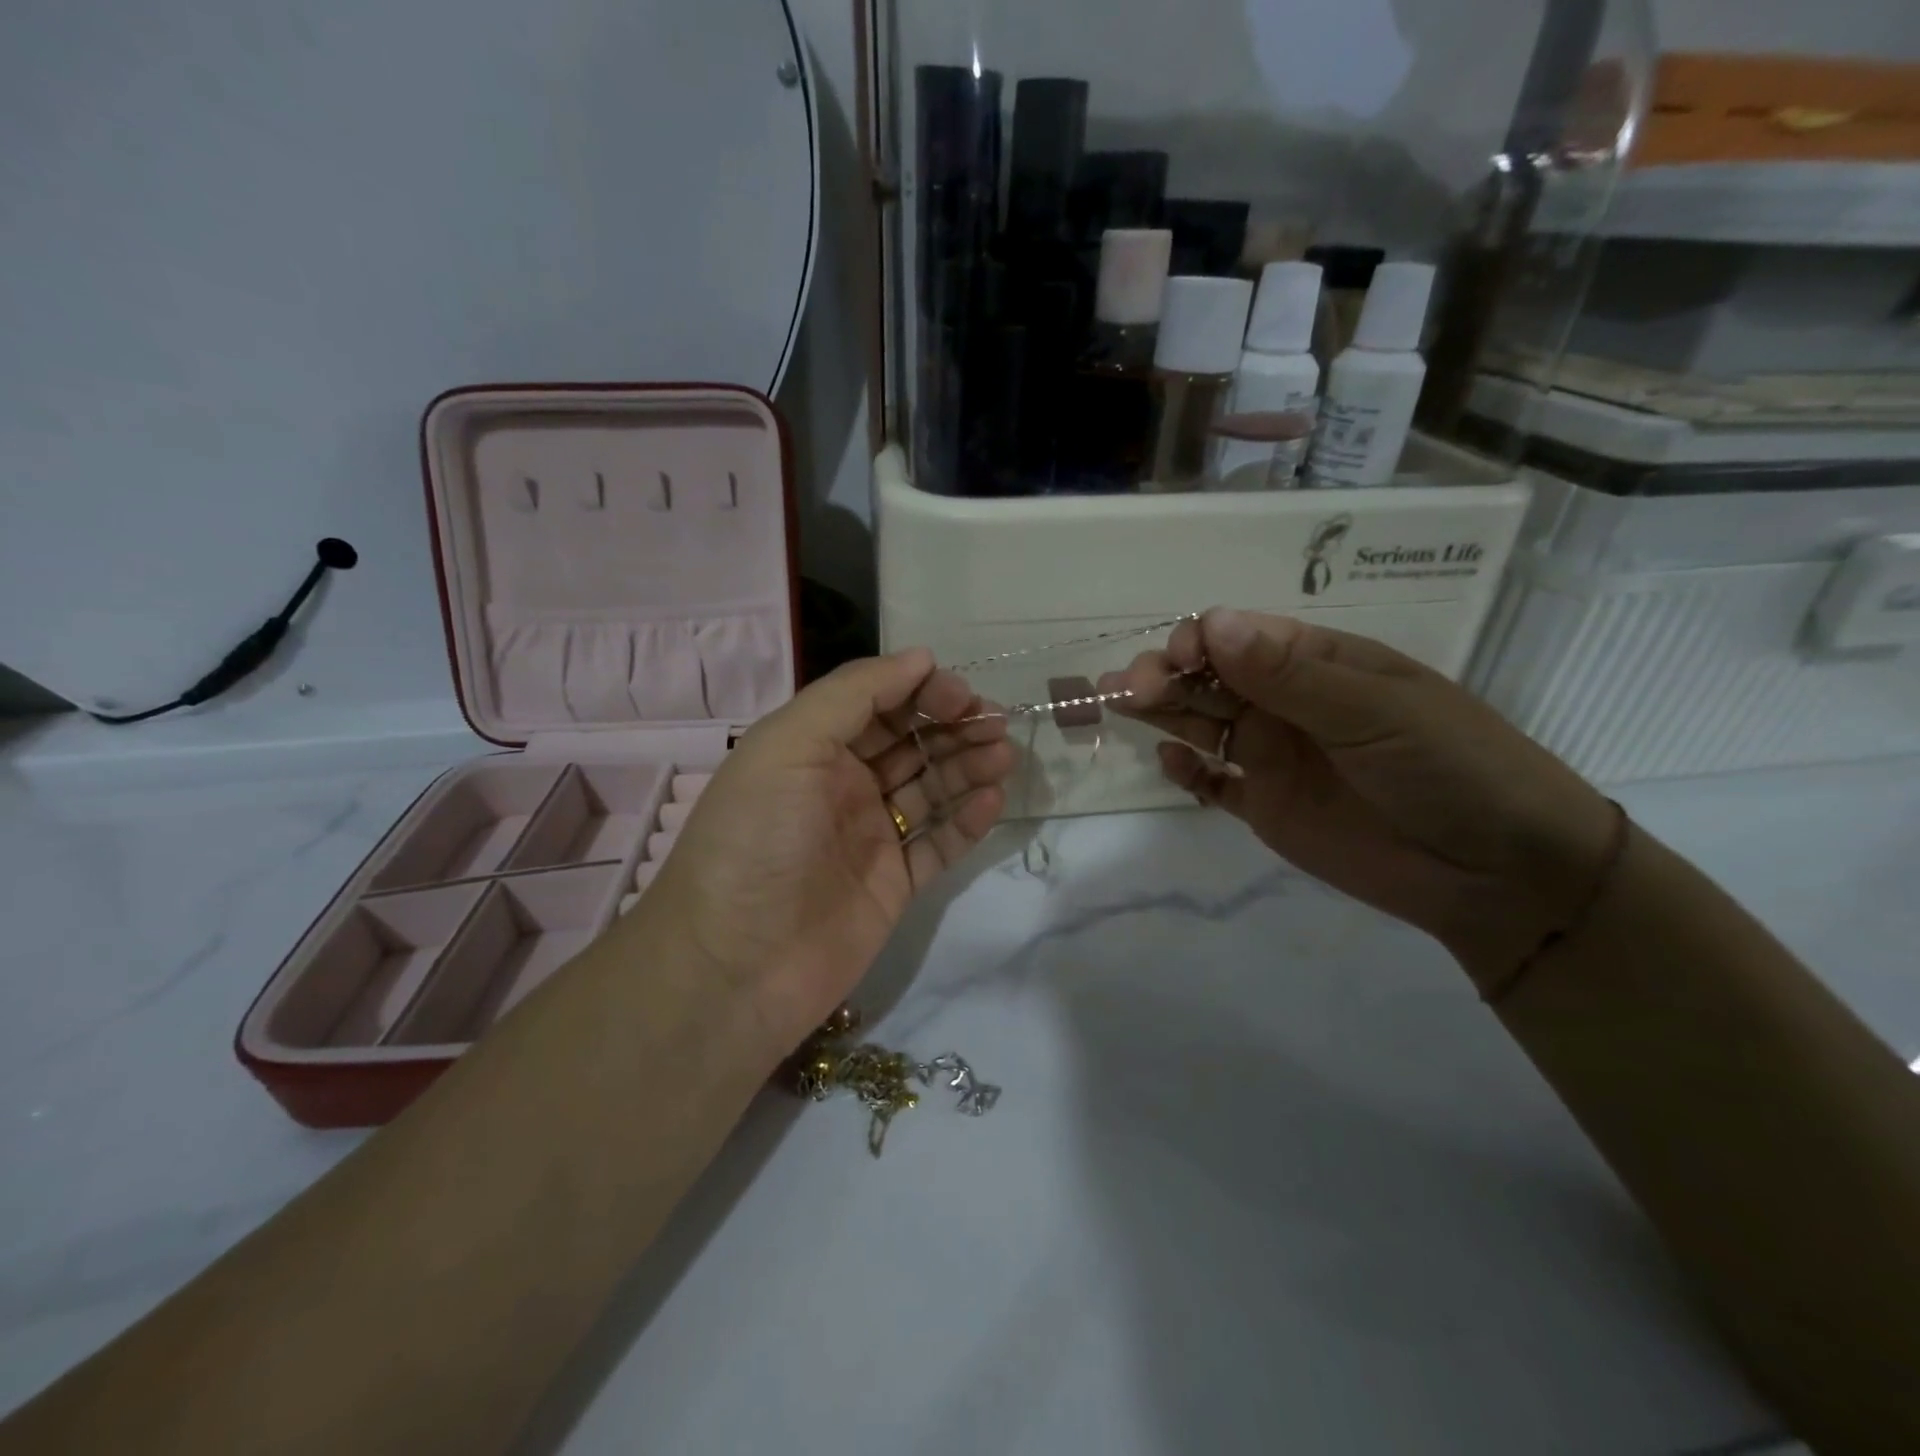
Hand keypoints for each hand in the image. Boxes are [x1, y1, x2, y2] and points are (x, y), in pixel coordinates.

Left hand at [642, 650, 1014, 1048]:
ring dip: (968, 766)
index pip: (877, 703)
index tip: (961, 695)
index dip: (921, 692)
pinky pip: (939, 843)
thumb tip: (920, 657)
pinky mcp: (893, 885)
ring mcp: (869, 836)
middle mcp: (841, 785)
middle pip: (910, 742)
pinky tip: (993, 801)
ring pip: (931, 789)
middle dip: (954, 725)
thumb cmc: (756, 840)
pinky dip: (967, 821)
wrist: (734, 966)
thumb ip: (853, 694)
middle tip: (997, 724)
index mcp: (811, 748)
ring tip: (1004, 756)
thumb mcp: (789, 745)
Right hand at [1106, 609, 1618, 990]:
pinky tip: (1175, 765)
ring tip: (1120, 707)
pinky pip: (1214, 783)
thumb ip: (1289, 674)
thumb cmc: (1449, 768)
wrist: (1499, 872)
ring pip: (1201, 722)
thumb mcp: (1375, 712)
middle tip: (1128, 689)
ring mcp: (1274, 756)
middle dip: (1165, 674)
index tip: (1175, 660)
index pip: (1239, 637)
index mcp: (1317, 665)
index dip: (1198, 641)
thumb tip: (1212, 622)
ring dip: (1162, 712)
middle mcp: (1287, 704)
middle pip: (1209, 677)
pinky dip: (1189, 772)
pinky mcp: (1268, 808)